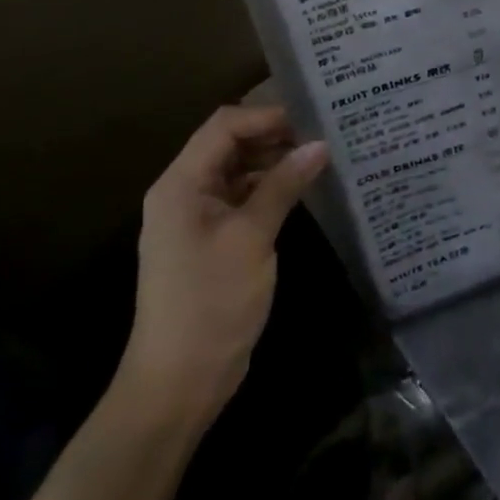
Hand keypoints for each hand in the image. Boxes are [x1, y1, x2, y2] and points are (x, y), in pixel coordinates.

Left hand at [116, 105, 328, 422]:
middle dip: (274, 135)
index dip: (266, 116)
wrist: (178, 384)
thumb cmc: (210, 303)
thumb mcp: (251, 237)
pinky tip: (302, 188)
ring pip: (238, 169)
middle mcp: (185, 192)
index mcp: (181, 183)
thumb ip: (284, 185)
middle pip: (230, 143)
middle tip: (322, 134)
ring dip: (274, 161)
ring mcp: (197, 218)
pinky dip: (269, 188)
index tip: (311, 119)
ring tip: (319, 156)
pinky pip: (242, 197)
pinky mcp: (212, 240)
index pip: (224, 125)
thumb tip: (320, 144)